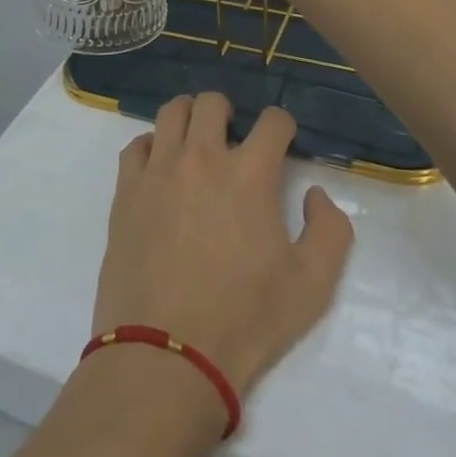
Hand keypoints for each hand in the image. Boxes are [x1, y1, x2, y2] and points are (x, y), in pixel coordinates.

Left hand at [91, 93, 353, 409]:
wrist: (167, 353)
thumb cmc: (245, 320)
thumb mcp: (312, 285)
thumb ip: (330, 230)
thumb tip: (314, 194)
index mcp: (249, 174)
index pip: (272, 121)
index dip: (283, 126)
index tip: (283, 142)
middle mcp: (201, 158)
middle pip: (212, 103)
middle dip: (229, 112)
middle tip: (233, 137)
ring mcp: (158, 171)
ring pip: (170, 113)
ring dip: (188, 118)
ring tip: (195, 142)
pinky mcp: (125, 191)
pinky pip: (136, 147)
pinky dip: (152, 147)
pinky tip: (160, 170)